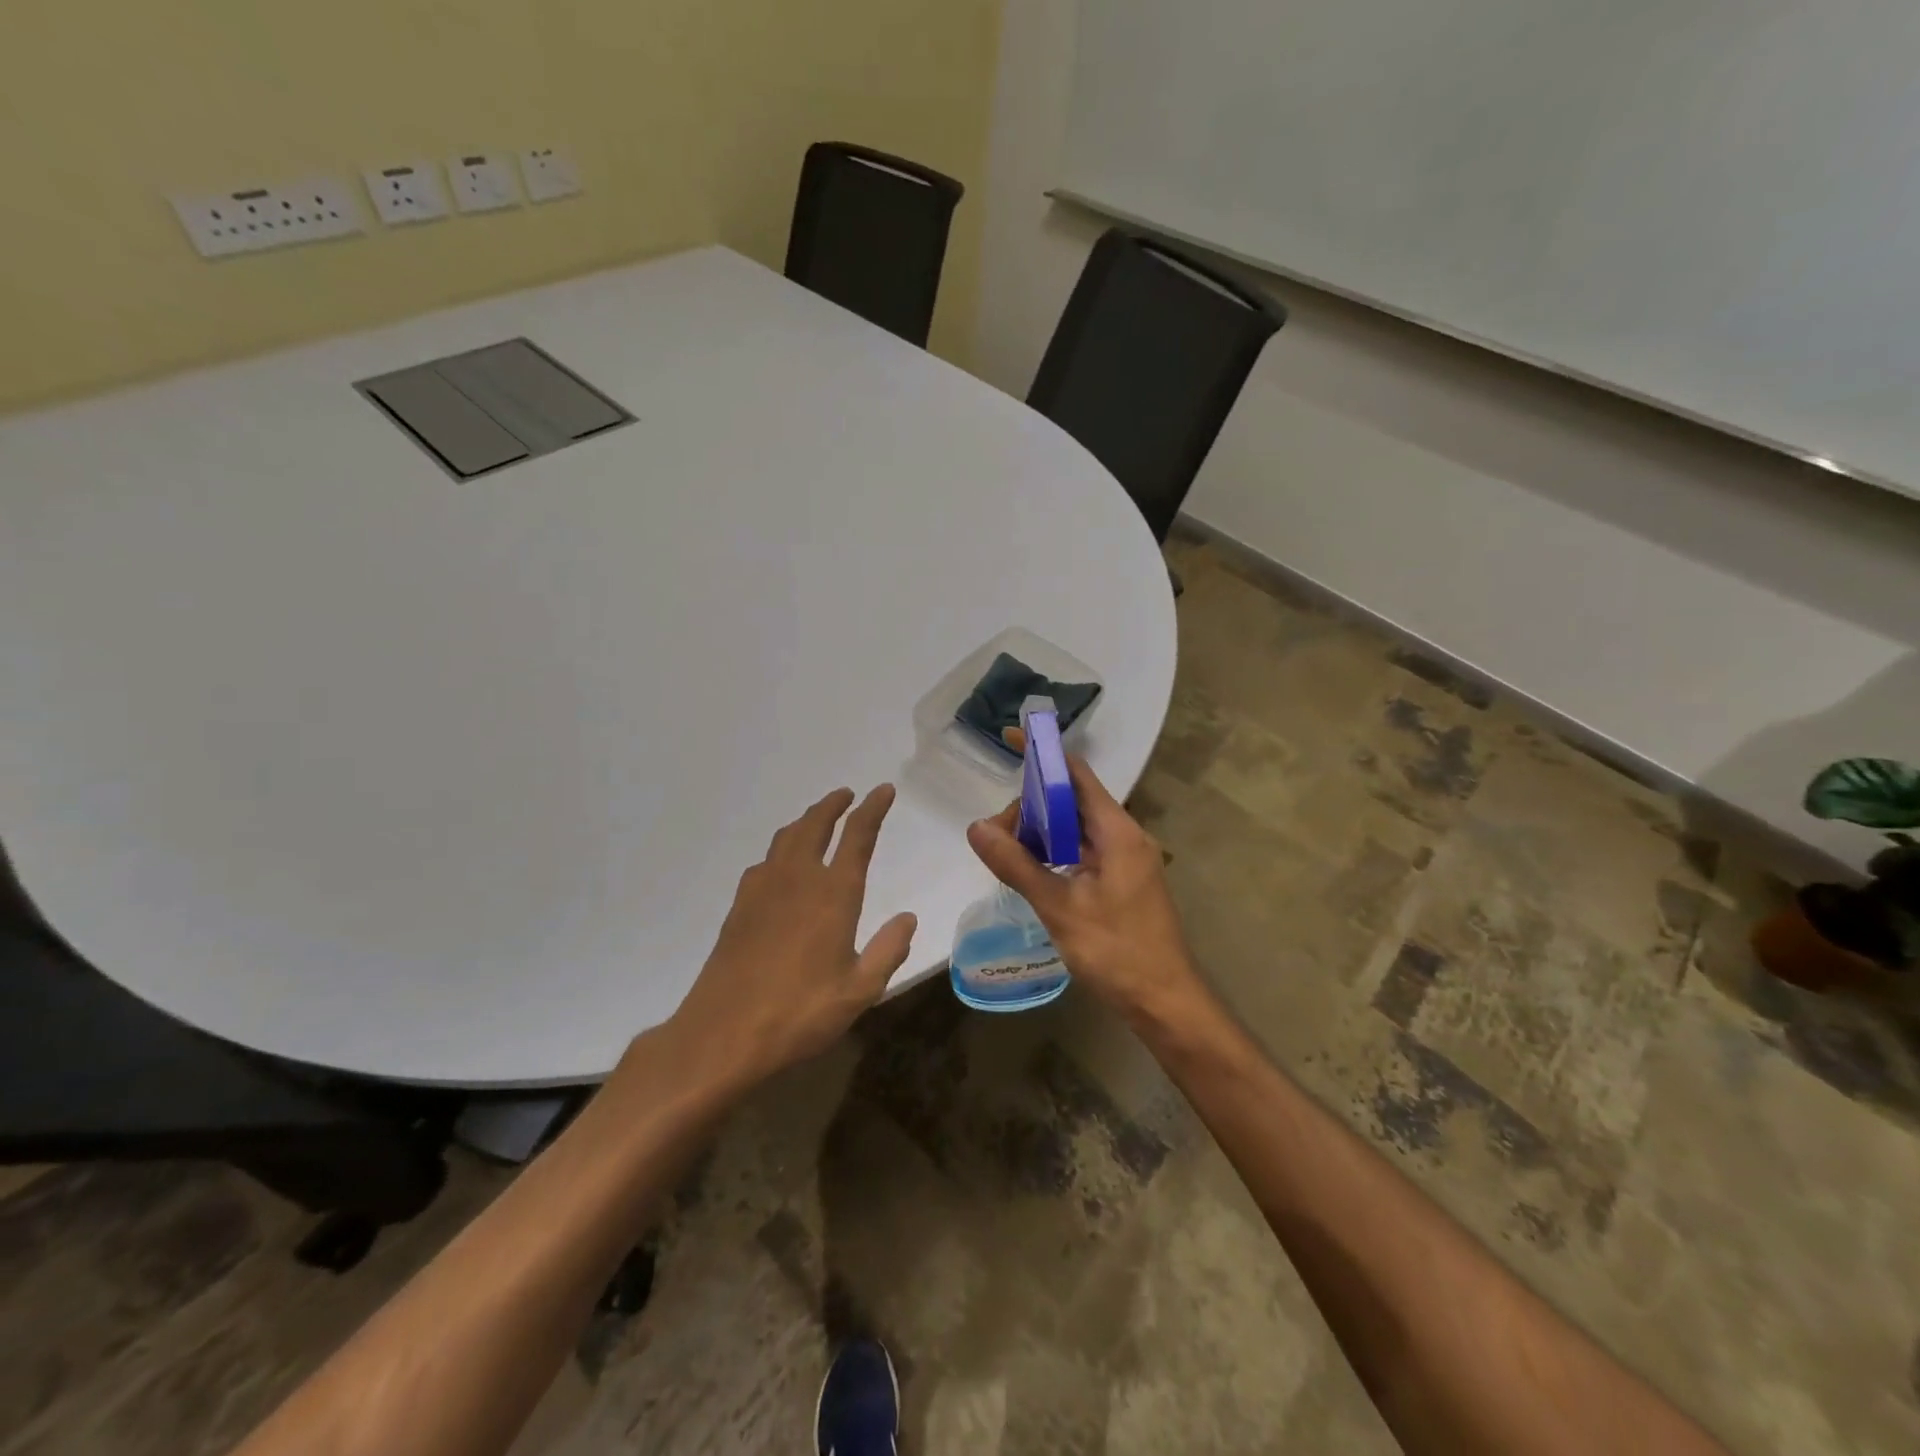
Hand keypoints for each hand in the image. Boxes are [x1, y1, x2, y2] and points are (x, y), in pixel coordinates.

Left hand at [665, 785, 916, 1088]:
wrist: (722, 1034)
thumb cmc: (799, 1013)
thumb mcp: (859, 991)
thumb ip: (888, 950)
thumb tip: (908, 918)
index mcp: (833, 894)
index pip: (858, 836)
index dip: (872, 808)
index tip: (883, 789)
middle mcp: (798, 879)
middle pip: (815, 825)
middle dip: (833, 805)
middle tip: (847, 795)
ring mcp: (763, 890)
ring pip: (787, 838)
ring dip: (806, 821)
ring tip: (817, 820)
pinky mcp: (740, 907)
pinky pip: (765, 861)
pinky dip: (782, 850)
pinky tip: (782, 867)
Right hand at [966, 756, 1202, 1021]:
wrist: (1165, 1002)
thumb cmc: (1117, 952)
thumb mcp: (1060, 907)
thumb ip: (1017, 865)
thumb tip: (975, 827)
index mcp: (1117, 832)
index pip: (1076, 774)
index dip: (1043, 754)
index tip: (1009, 739)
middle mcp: (1124, 836)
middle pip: (1072, 800)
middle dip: (1031, 806)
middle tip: (995, 835)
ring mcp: (1125, 860)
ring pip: (1075, 827)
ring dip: (1041, 831)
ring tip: (1007, 853)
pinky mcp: (1121, 881)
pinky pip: (1082, 850)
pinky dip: (1054, 851)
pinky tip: (1031, 870)